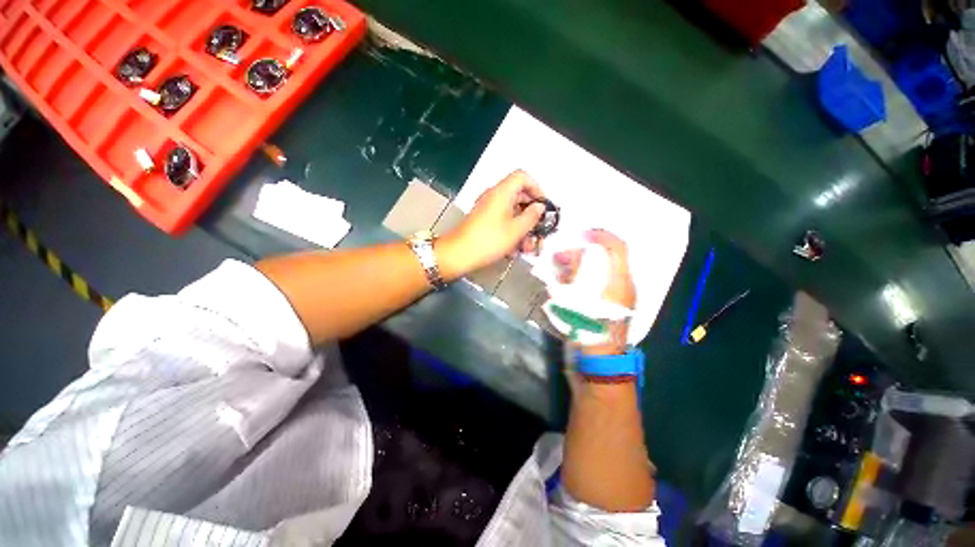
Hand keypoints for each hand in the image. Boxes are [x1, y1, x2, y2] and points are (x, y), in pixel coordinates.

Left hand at [438, 171, 545, 276]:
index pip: (523, 177)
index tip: (543, 206)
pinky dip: (511, 232)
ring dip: (523, 228)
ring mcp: (488, 209)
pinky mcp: (484, 221)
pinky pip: (503, 221)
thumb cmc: (489, 240)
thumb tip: (539, 206)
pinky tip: (515, 250)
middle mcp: (494, 196)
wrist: (458, 254)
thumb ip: (532, 216)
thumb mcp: (516, 230)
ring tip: (528, 247)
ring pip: (512, 212)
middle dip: (532, 215)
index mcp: (502, 192)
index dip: (537, 188)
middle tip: (540, 230)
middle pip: (519, 196)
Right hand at [553, 229, 635, 355]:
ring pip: (595, 269)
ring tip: (557, 268)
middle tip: (559, 256)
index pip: (618, 248)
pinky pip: (589, 283)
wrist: (596, 367)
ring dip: (576, 265)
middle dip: (581, 252)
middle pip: (604, 257)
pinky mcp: (599, 305)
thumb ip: (579, 274)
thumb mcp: (582, 302)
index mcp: (620, 283)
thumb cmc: (590, 334)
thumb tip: (576, 253)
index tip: (578, 235)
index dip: (600, 236)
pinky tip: (561, 282)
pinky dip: (575, 278)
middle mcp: (618, 286)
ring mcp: (609, 297)